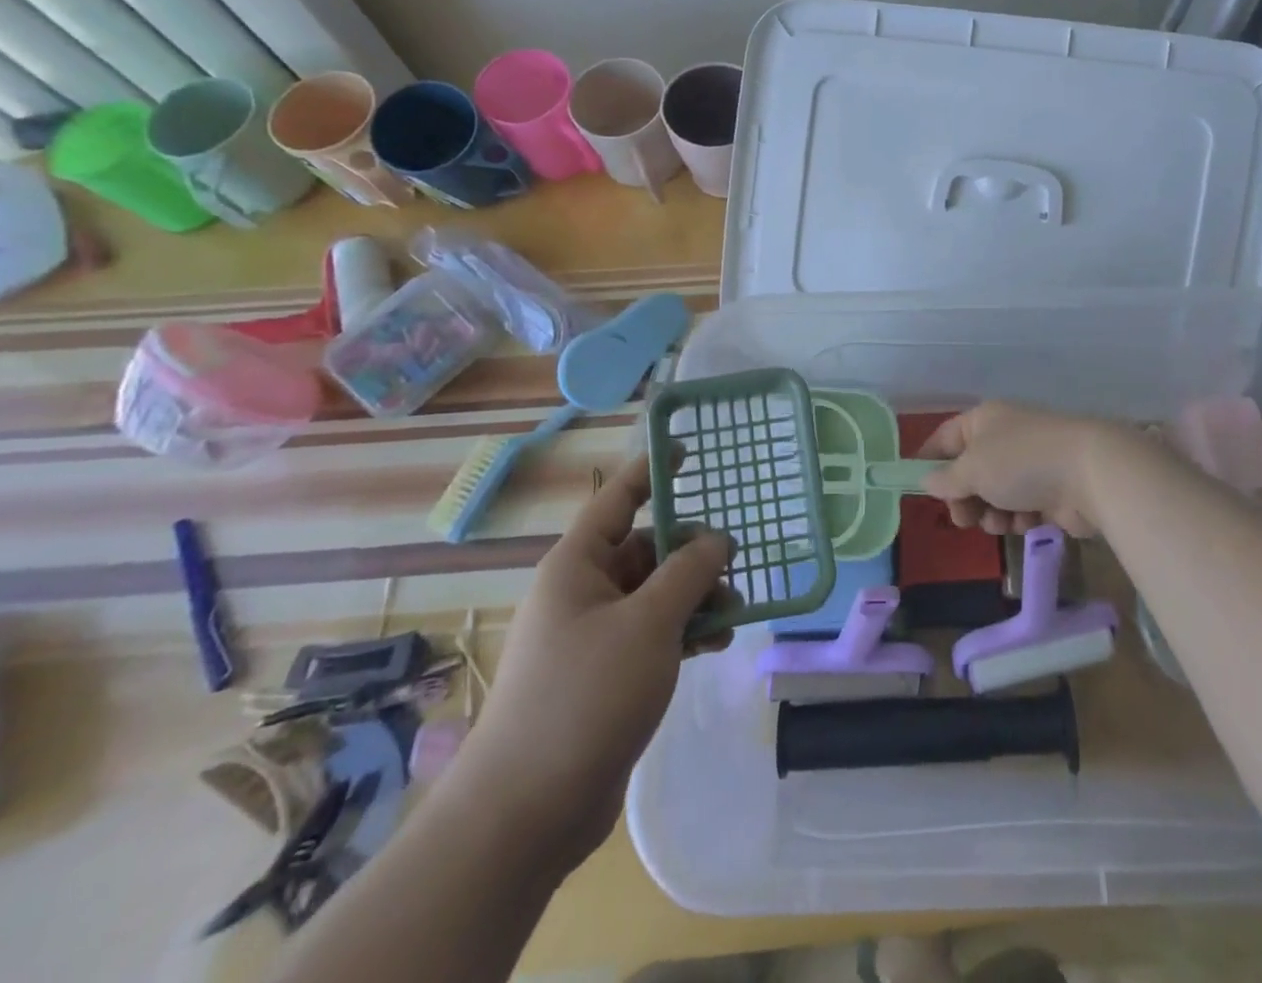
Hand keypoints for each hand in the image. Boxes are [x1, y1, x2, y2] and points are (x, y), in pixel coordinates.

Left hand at [448, 454, 731, 870]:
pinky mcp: (603, 675)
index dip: (652, 471)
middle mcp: (582, 591)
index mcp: (578, 565)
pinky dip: (683, 631)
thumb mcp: (649, 623)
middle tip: (734, 566)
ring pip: (654, 594)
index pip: (618, 499)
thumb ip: (688, 573)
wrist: (526, 811)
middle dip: (692, 554)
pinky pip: (652, 633)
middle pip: (646, 550)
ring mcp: (592, 635)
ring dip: (694, 597)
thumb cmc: (585, 696)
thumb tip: (716, 540)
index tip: (688, 450)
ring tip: (733, 613)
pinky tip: (715, 644)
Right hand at [914, 401, 1152, 537]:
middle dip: (964, 499)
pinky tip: (1028, 521)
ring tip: (1000, 521)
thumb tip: (927, 480)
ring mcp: (1029, 464)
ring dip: (991, 513)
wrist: (1090, 474)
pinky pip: (1020, 508)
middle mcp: (1005, 438)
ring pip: (994, 495)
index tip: (916, 488)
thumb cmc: (1021, 462)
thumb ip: (946, 479)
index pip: (945, 438)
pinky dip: (1019, 517)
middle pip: (969, 472)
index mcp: (983, 420)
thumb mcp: (973, 469)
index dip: (928, 461)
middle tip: (964, 519)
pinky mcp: (1050, 490)